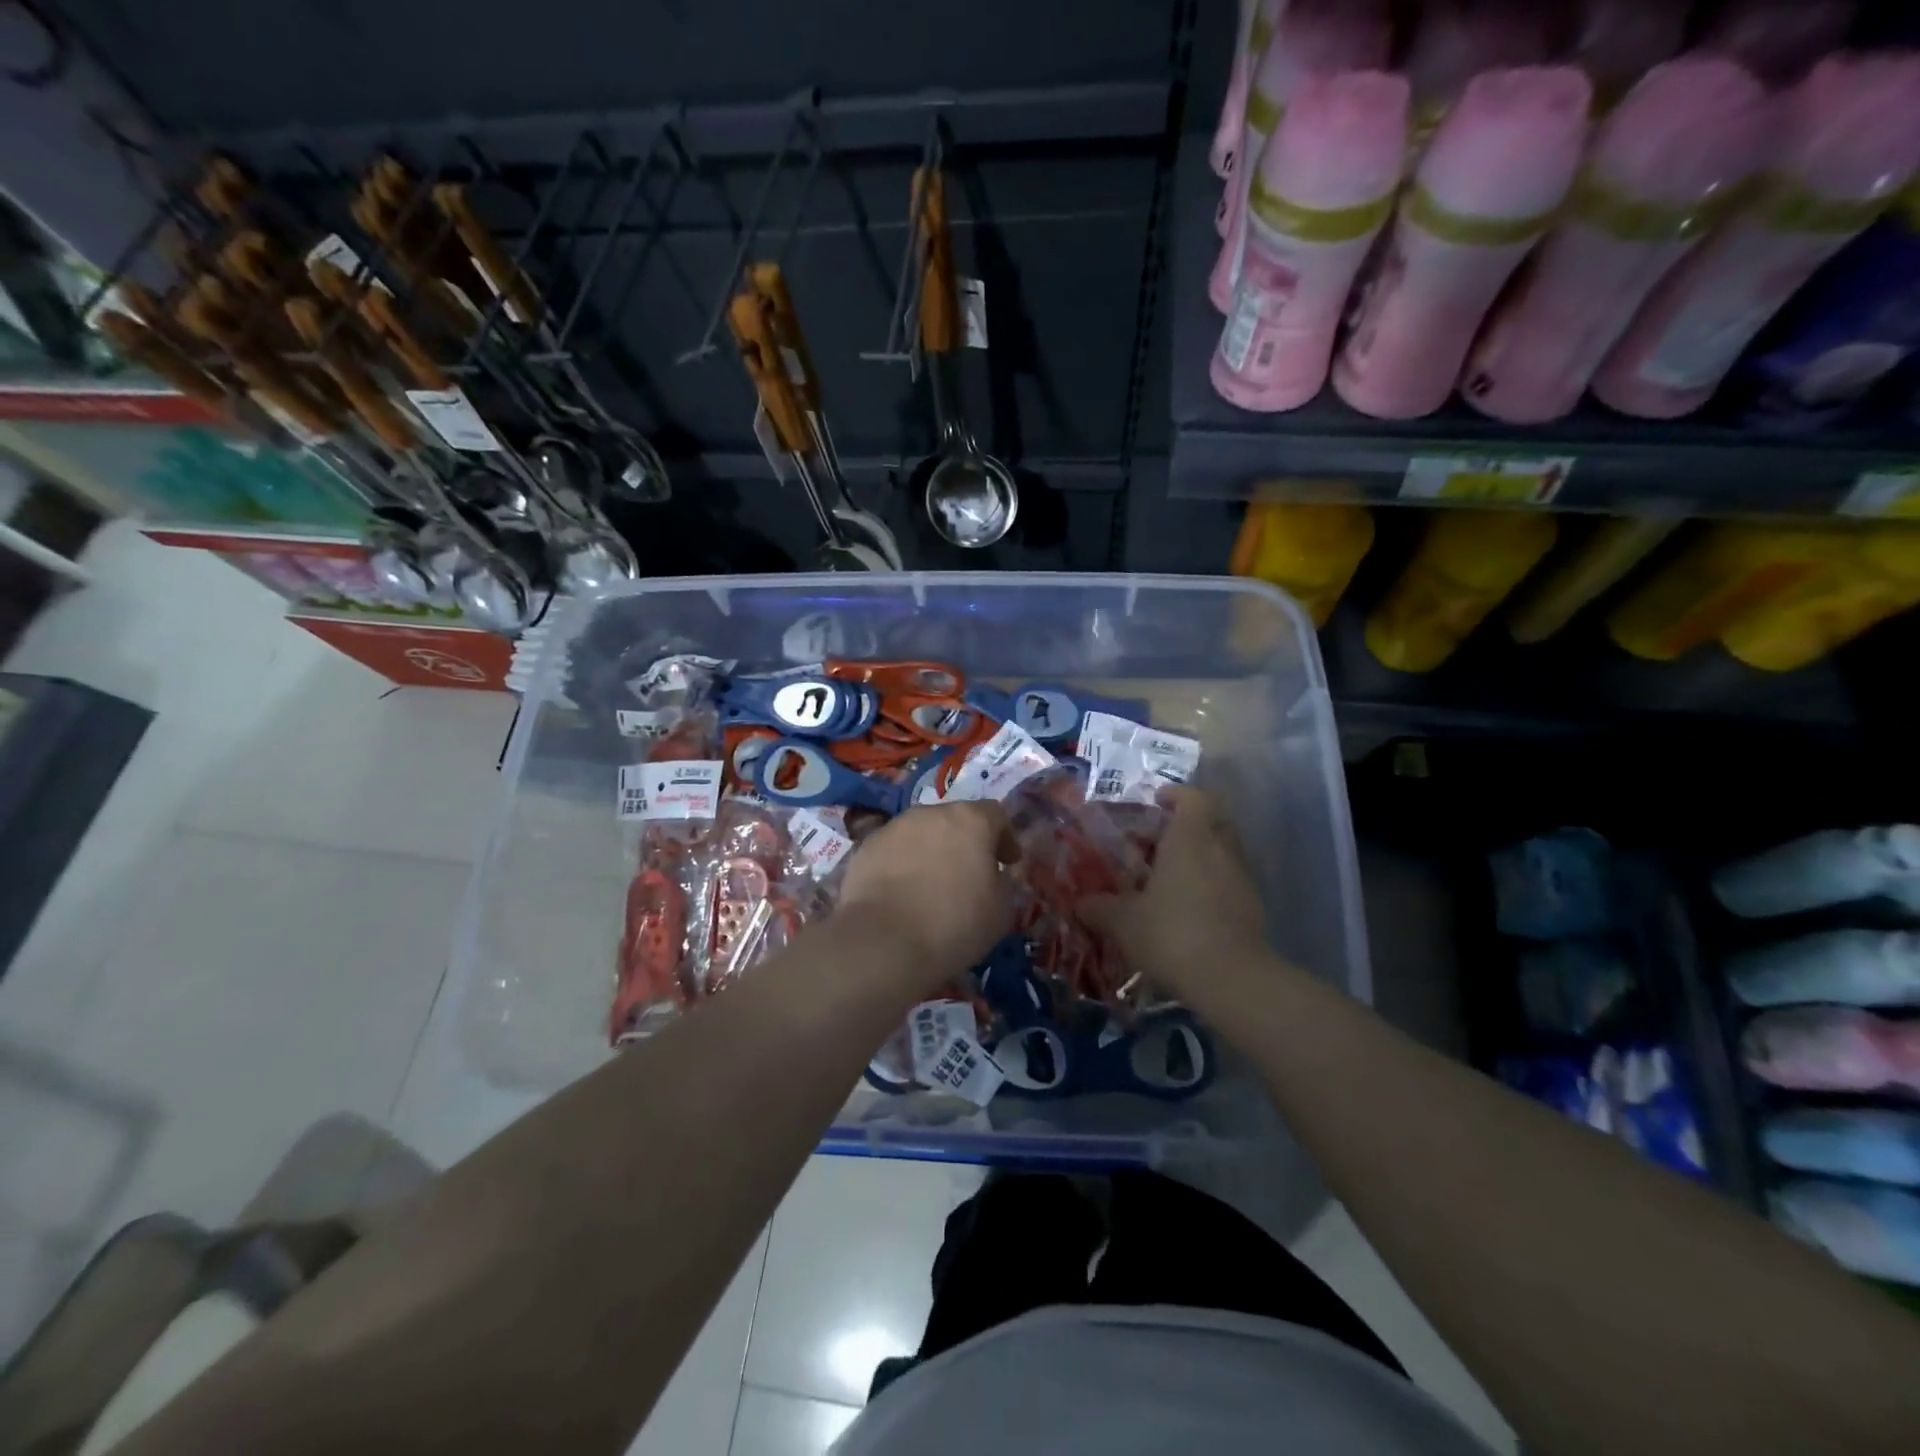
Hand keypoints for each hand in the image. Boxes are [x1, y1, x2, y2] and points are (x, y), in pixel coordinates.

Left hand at [837, 801, 1019, 981]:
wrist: (882, 942)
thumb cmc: (953, 924)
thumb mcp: (1001, 910)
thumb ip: (1002, 882)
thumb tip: (992, 875)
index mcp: (970, 820)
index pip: (995, 815)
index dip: (1005, 837)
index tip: (1007, 862)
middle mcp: (930, 813)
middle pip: (955, 820)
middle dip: (965, 842)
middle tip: (969, 874)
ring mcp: (893, 828)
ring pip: (921, 833)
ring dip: (931, 851)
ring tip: (931, 885)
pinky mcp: (865, 848)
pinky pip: (893, 851)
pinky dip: (902, 865)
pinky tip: (902, 893)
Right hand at [1081, 787, 1268, 1003]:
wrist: (1231, 979)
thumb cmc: (1171, 933)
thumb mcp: (1123, 922)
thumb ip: (1100, 908)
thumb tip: (1081, 903)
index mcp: (1190, 839)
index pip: (1193, 798)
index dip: (1175, 795)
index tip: (1157, 802)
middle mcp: (1221, 850)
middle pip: (1212, 823)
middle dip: (1189, 827)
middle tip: (1160, 843)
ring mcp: (1242, 878)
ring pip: (1223, 854)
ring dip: (1202, 859)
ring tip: (1172, 881)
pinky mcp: (1254, 907)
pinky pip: (1231, 883)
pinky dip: (1213, 887)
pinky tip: (1191, 911)